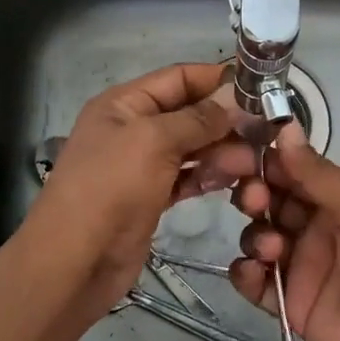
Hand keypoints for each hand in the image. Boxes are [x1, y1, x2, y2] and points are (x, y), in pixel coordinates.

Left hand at [22, 62, 255, 317]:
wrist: (75, 262)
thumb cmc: (109, 189)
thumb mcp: (153, 141)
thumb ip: (198, 118)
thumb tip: (236, 100)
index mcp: (125, 104)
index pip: (179, 77)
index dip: (217, 79)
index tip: (260, 88)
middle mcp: (133, 129)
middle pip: (189, 113)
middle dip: (225, 121)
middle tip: (264, 134)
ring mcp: (142, 165)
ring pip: (192, 147)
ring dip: (222, 151)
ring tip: (252, 164)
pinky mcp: (152, 198)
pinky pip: (188, 177)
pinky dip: (209, 176)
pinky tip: (233, 181)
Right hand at [229, 122, 339, 340]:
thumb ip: (319, 174)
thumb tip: (285, 128)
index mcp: (339, 199)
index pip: (293, 171)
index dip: (266, 160)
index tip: (239, 153)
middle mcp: (318, 227)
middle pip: (271, 202)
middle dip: (255, 194)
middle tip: (254, 200)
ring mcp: (303, 266)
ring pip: (260, 238)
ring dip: (256, 234)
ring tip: (273, 248)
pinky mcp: (291, 304)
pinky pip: (258, 283)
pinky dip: (246, 274)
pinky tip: (253, 272)